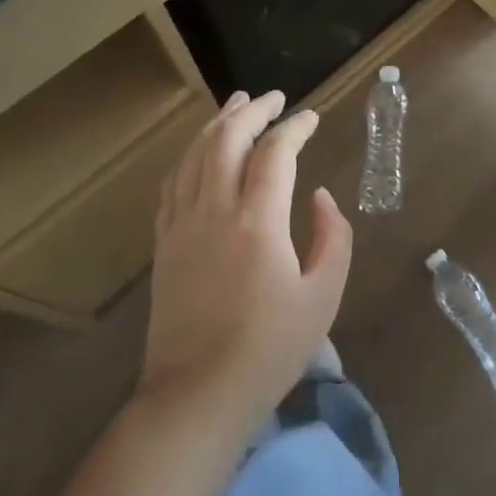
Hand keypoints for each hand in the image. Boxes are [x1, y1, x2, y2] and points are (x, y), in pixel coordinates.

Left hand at [139, 90, 352, 431]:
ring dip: (218, 123)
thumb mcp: (323, 297)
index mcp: (257, 222)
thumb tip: (319, 196)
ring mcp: (182, 225)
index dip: (295, 127)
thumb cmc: (268, 350)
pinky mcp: (164, 243)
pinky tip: (200, 151)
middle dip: (252, 110)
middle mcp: (215, 211)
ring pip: (195, 154)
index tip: (312, 116)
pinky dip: (190, 155)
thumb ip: (332, 237)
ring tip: (237, 104)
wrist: (196, 398)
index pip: (275, 152)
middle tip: (274, 97)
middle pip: (227, 139)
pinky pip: (173, 183)